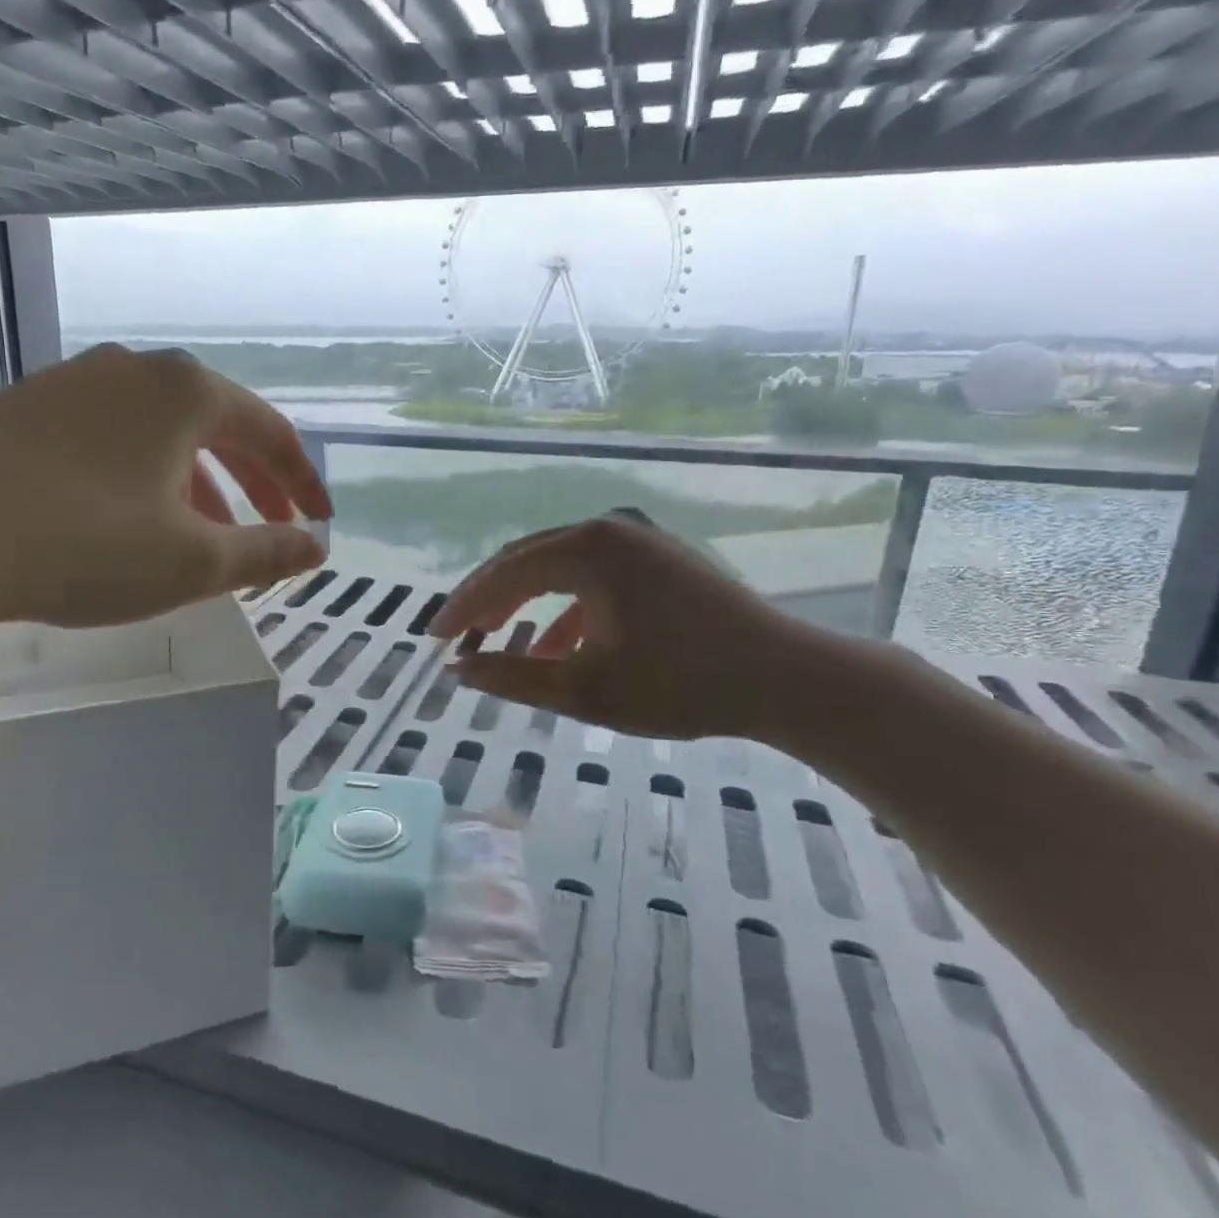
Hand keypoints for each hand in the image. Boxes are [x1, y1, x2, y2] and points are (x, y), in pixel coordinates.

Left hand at [0, 345, 331, 631]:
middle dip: (255, 481)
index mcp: (186, 392)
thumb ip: (266, 552)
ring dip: (200, 481)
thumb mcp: (193, 560)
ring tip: (208, 533)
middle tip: (276, 526)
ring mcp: (74, 381)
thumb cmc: (84, 545)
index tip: (319, 521)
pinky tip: (133, 515)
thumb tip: (316, 547)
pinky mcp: (27, 406)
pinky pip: (114, 436)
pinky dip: (146, 474)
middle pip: (219, 425)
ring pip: (163, 431)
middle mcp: (135, 369)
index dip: (303, 481)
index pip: (270, 432)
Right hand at [429, 515, 811, 740]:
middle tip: (457, 636)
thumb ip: (512, 677)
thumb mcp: (585, 688)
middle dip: (490, 601)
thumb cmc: (680, 684)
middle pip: (528, 561)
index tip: (433, 638)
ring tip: (498, 640)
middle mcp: (609, 529)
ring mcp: (638, 539)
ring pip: (559, 568)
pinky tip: (557, 645)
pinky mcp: (659, 558)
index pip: (505, 572)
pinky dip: (568, 608)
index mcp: (588, 548)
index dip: (464, 606)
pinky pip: (594, 576)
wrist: (785, 678)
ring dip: (526, 604)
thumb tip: (457, 671)